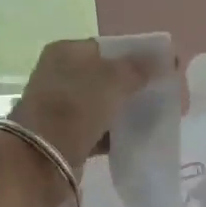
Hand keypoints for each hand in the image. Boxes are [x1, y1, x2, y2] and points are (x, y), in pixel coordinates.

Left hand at [8, 38, 165, 180]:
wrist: (40, 159)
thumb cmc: (75, 108)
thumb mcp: (111, 81)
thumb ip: (139, 69)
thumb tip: (165, 60)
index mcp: (66, 52)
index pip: (108, 47)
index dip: (137, 55)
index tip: (164, 68)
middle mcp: (60, 75)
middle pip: (106, 76)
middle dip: (135, 85)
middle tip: (163, 94)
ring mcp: (61, 107)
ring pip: (103, 104)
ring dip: (126, 110)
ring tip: (156, 116)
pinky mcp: (66, 135)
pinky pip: (98, 129)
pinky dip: (116, 133)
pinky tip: (138, 137)